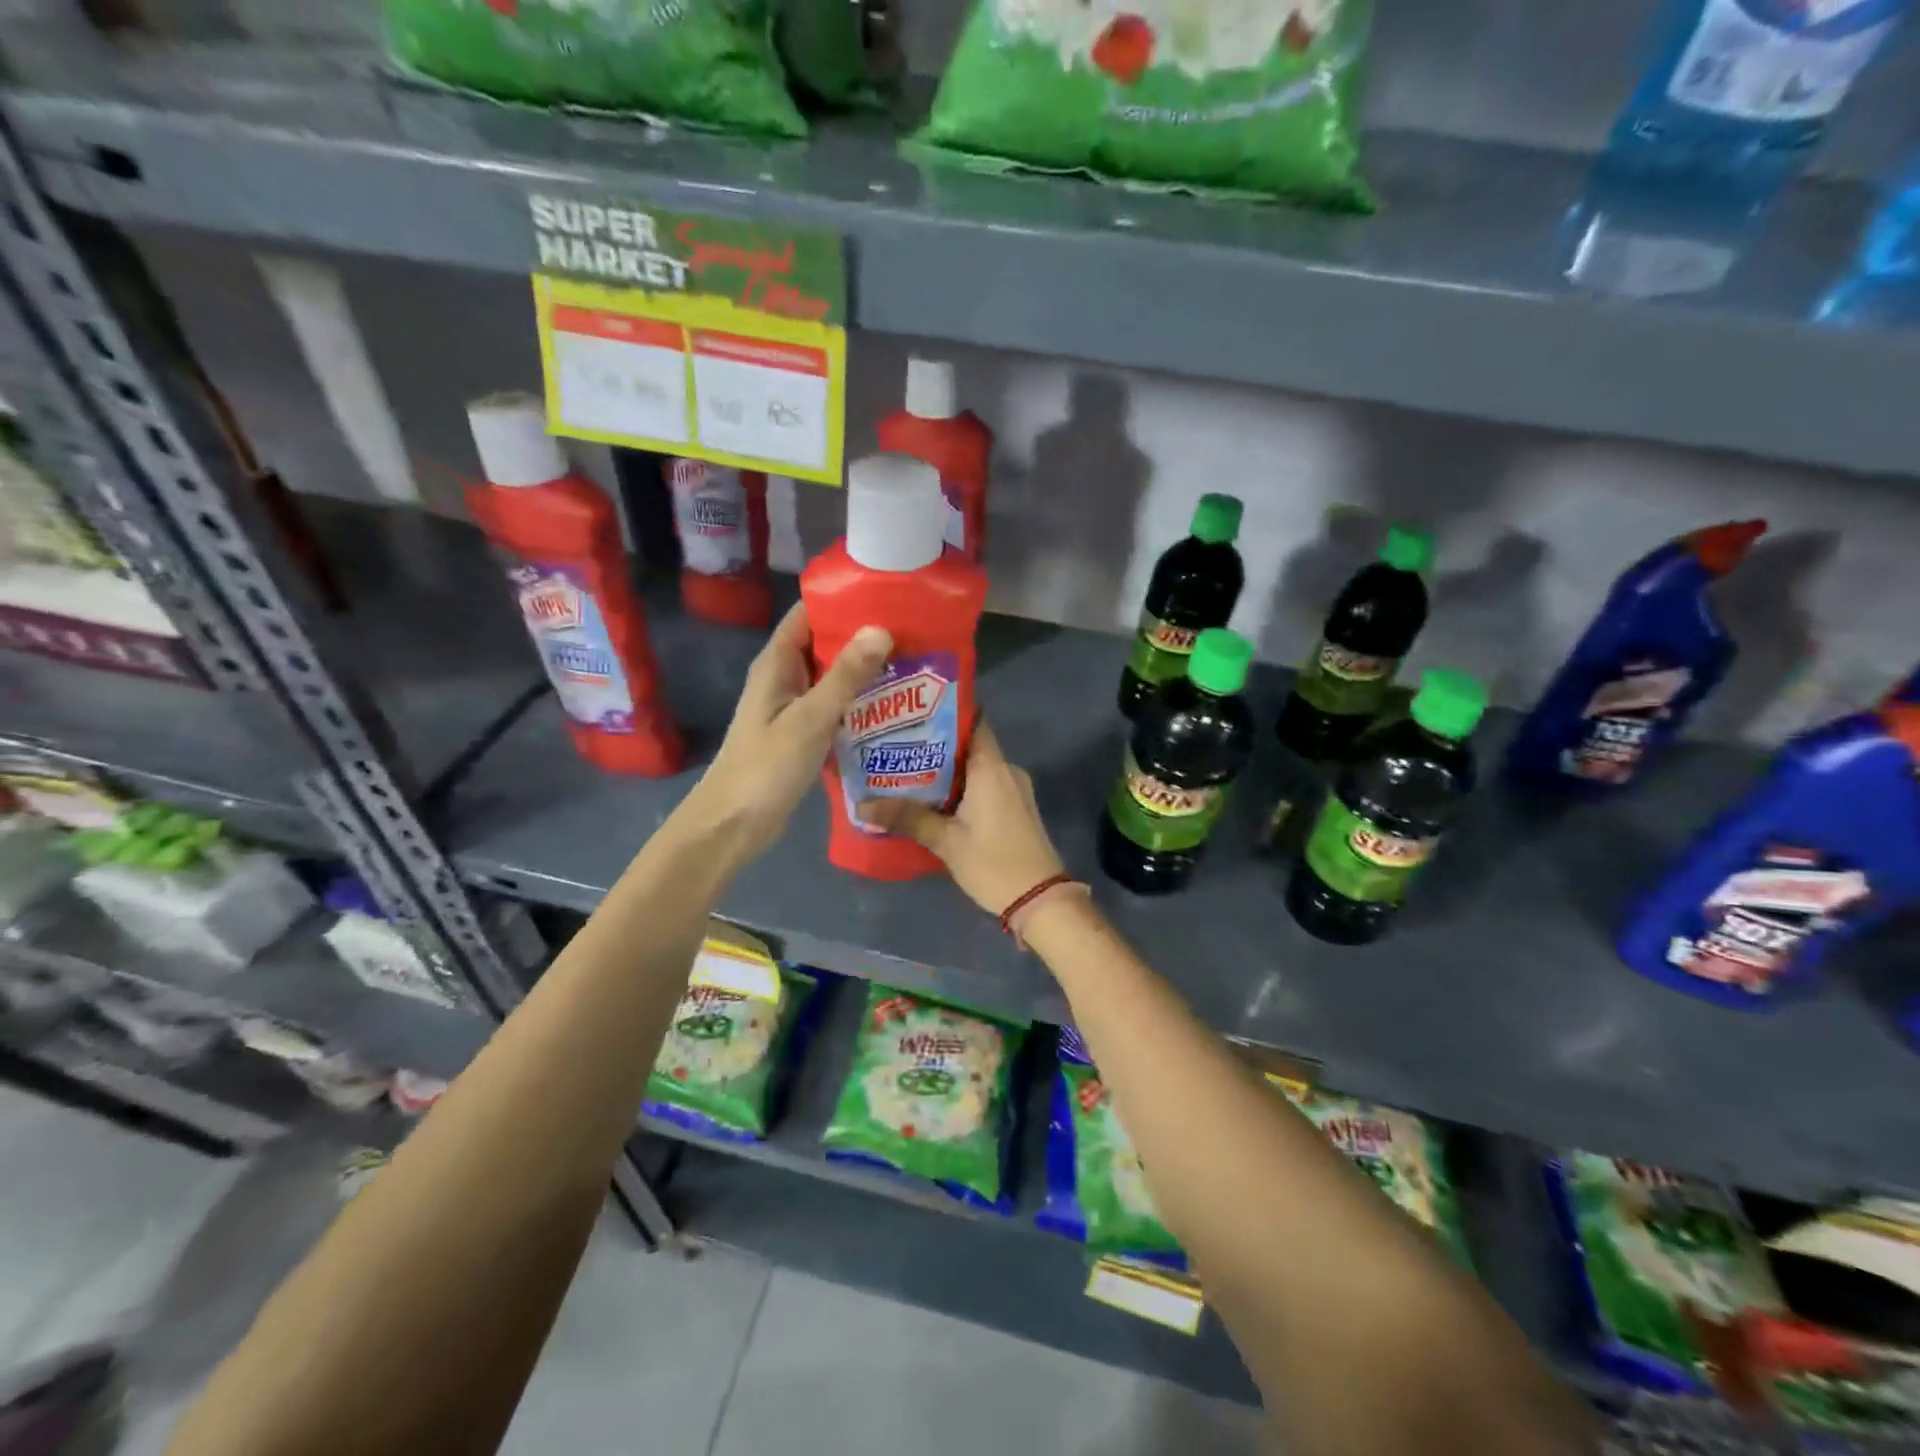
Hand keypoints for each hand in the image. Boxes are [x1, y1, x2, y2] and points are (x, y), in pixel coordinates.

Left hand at [686, 603, 890, 859]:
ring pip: (833, 677)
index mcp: (777, 663)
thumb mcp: (810, 718)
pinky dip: (859, 702)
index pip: (809, 614)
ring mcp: (793, 707)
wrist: (734, 824)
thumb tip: (881, 629)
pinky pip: (834, 707)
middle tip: (913, 632)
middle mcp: (784, 678)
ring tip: (913, 663)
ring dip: (865, 671)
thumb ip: (845, 676)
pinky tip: (893, 707)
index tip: (888, 595)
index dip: (844, 600)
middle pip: (825, 643)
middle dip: (864, 636)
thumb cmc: (766, 767)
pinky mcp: (802, 733)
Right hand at [859, 720, 1064, 914]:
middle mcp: (1006, 770)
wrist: (1040, 900)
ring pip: (976, 768)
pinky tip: (933, 800)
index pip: (972, 721)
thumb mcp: (945, 841)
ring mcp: (1015, 789)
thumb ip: (906, 818)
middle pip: (969, 744)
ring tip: (906, 771)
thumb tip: (861, 806)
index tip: (912, 712)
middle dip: (934, 745)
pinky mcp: (1016, 808)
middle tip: (897, 745)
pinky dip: (961, 787)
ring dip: (946, 770)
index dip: (943, 713)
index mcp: (992, 767)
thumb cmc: (993, 863)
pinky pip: (985, 785)